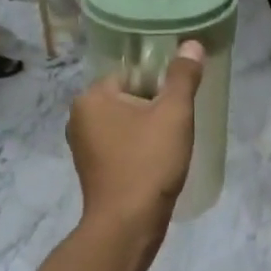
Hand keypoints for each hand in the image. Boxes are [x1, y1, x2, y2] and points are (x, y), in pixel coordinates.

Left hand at [68, 40, 204, 236]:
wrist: (128, 225)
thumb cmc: (148, 163)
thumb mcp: (174, 114)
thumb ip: (182, 77)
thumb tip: (191, 45)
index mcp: (91, 98)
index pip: (131, 74)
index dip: (159, 85)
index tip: (179, 104)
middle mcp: (79, 118)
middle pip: (128, 98)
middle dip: (154, 109)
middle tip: (179, 125)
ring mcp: (83, 147)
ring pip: (125, 125)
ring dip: (148, 131)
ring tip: (170, 146)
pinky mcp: (92, 171)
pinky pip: (120, 147)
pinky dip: (138, 150)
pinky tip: (157, 164)